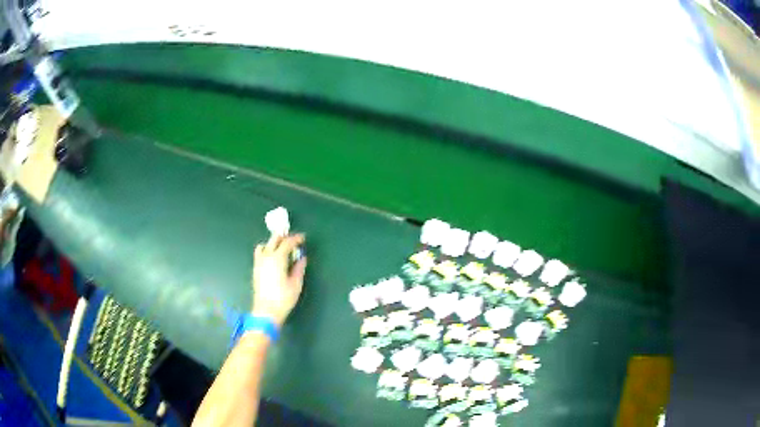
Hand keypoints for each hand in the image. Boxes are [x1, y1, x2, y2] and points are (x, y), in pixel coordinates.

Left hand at [251, 233, 306, 326]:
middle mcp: (266, 256)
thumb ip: (299, 268)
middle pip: (274, 239)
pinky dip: (267, 250)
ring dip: (274, 242)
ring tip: (282, 248)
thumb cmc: (283, 298)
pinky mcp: (255, 269)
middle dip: (284, 237)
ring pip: (265, 244)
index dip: (296, 238)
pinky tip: (273, 258)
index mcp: (278, 258)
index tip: (303, 238)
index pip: (287, 242)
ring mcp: (259, 262)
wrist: (266, 311)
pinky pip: (260, 253)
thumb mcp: (296, 284)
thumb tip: (302, 258)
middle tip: (294, 240)